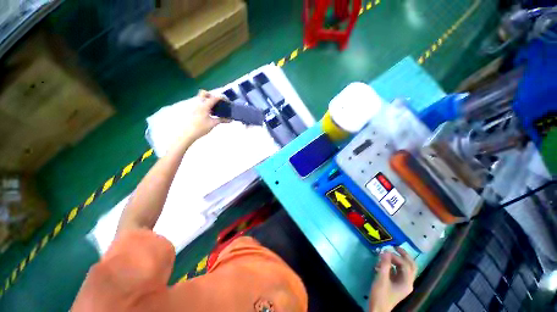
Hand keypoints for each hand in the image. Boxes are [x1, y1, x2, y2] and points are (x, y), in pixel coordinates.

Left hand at [181, 90, 224, 141]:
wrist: (188, 133)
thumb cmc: (201, 128)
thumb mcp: (213, 123)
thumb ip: (222, 120)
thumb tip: (230, 120)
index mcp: (204, 106)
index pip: (214, 98)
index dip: (221, 98)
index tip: (226, 100)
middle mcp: (199, 103)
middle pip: (204, 93)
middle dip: (212, 95)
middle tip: (218, 102)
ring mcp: (195, 106)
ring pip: (201, 98)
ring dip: (208, 100)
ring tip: (215, 107)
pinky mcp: (193, 110)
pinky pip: (200, 103)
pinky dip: (205, 104)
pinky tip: (209, 112)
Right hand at [368, 247, 416, 311]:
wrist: (378, 308)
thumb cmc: (380, 295)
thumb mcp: (381, 279)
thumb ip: (384, 265)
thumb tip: (386, 251)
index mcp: (407, 282)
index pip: (405, 265)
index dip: (396, 257)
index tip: (385, 252)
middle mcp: (408, 282)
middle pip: (411, 266)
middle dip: (404, 255)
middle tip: (395, 247)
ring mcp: (403, 283)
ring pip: (405, 268)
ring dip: (398, 260)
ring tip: (387, 254)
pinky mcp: (397, 284)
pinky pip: (398, 271)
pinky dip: (393, 265)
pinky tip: (383, 264)